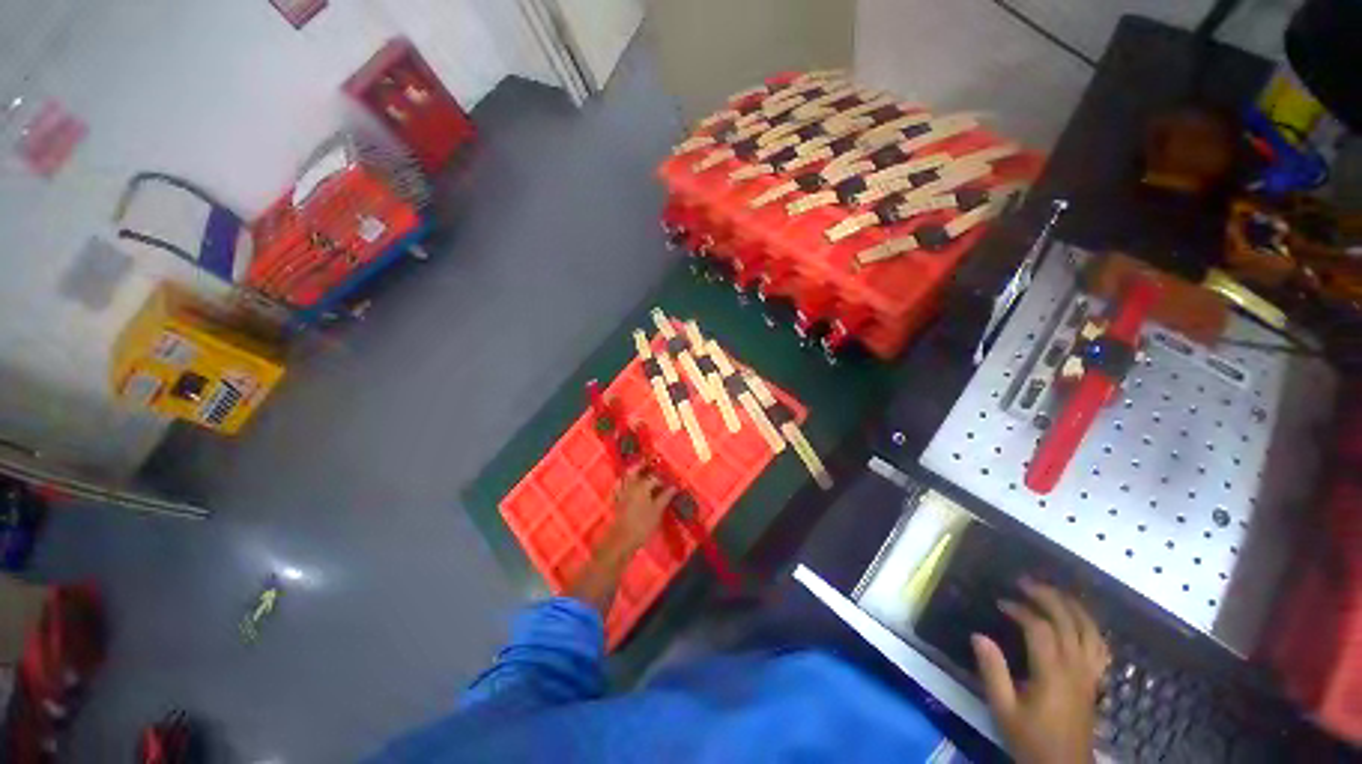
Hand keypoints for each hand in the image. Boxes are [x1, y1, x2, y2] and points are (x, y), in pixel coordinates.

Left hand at [602, 464, 676, 555]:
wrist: (621, 540)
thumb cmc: (642, 525)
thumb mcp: (657, 511)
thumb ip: (665, 497)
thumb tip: (674, 487)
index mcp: (642, 487)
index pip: (654, 477)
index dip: (662, 478)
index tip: (669, 481)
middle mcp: (630, 486)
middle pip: (634, 470)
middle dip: (641, 465)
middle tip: (648, 462)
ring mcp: (621, 494)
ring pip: (625, 477)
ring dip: (631, 472)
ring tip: (638, 470)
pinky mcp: (616, 502)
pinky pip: (617, 487)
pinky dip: (621, 482)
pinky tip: (625, 484)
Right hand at [971, 579, 1110, 763]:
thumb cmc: (1030, 740)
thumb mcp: (1003, 710)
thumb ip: (992, 672)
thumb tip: (978, 635)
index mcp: (1052, 674)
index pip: (1040, 629)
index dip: (1021, 610)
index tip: (1001, 602)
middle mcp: (1076, 668)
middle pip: (1069, 622)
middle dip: (1048, 597)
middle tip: (1025, 583)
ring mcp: (1090, 675)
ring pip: (1091, 631)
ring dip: (1073, 607)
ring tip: (1054, 592)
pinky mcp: (1095, 682)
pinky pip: (1101, 648)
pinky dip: (1091, 628)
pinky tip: (1079, 622)